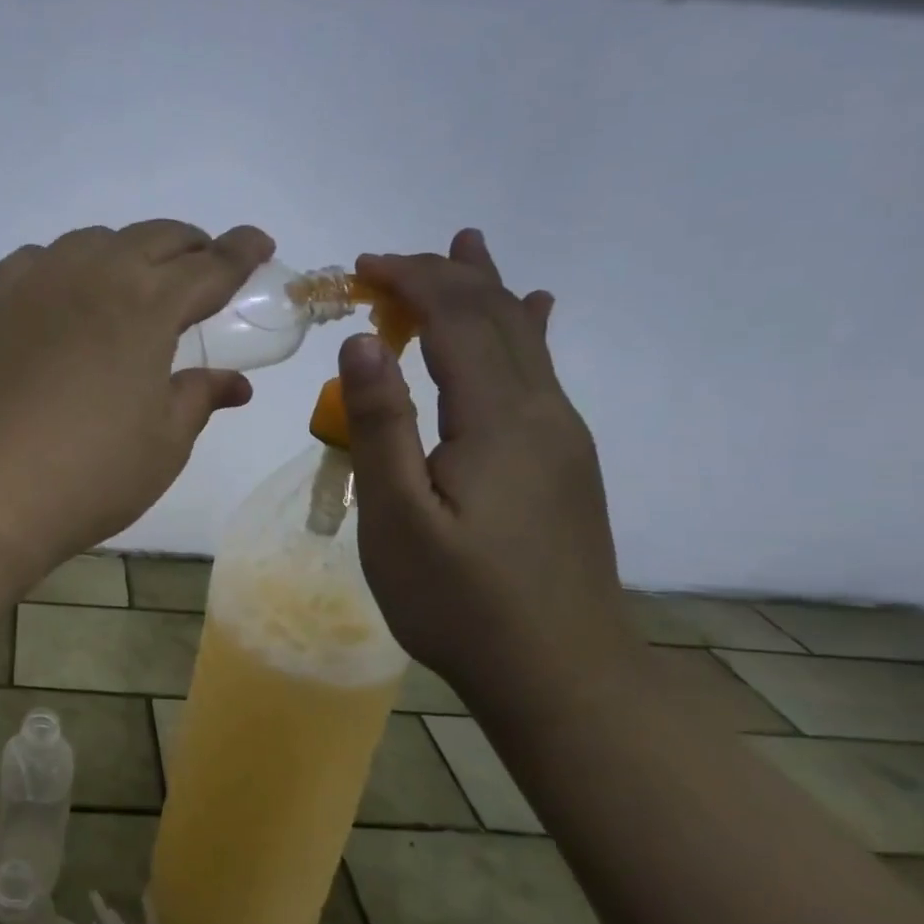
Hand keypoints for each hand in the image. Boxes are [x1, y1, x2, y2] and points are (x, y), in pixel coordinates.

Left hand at [0, 220, 273, 571]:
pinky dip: (66, 266)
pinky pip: (38, 260)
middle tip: (203, 269)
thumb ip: (199, 398)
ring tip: (135, 284)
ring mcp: (36, 282)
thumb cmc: (89, 474)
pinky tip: (66, 295)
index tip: (259, 244)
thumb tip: (235, 383)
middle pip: (155, 238)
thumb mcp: (164, 443)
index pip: (210, 266)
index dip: (241, 253)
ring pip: (94, 241)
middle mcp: (94, 275)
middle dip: (190, 247)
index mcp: (148, 306)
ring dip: (128, 252)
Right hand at [337, 230, 633, 699]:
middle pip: (496, 317)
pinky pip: (541, 371)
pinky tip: (536, 312)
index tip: (360, 268)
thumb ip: (381, 424)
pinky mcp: (563, 462)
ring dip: (487, 289)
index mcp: (500, 418)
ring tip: (468, 246)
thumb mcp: (398, 517)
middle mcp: (542, 411)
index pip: (456, 319)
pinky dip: (525, 328)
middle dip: (443, 276)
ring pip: (525, 338)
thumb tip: (361, 341)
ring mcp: (561, 436)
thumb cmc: (461, 602)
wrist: (561, 676)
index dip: (411, 281)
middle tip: (388, 261)